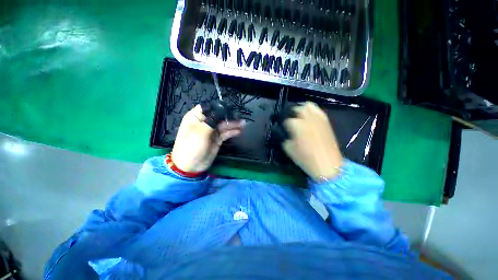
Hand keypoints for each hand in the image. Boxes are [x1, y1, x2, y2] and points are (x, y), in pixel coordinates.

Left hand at [171, 105, 243, 172]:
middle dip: (229, 116)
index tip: (229, 108)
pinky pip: (226, 133)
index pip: (208, 107)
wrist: (192, 166)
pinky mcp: (218, 139)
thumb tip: (222, 110)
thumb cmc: (191, 146)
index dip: (218, 107)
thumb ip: (212, 120)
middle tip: (240, 117)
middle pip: (219, 116)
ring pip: (224, 125)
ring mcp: (212, 131)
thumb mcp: (200, 132)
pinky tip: (240, 131)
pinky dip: (233, 132)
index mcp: (196, 117)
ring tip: (244, 124)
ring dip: (233, 124)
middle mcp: (205, 122)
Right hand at [282, 102, 342, 180]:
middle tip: (287, 120)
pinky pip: (317, 110)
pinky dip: (311, 111)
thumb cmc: (305, 158)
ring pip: (307, 106)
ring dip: (300, 109)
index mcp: (295, 124)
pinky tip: (308, 117)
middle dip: (290, 113)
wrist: (327, 164)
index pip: (285, 119)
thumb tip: (282, 131)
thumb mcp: (288, 148)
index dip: (280, 122)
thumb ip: (283, 137)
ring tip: (297, 116)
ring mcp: (317, 118)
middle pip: (296, 109)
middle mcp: (306, 117)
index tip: (278, 124)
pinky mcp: (325, 120)